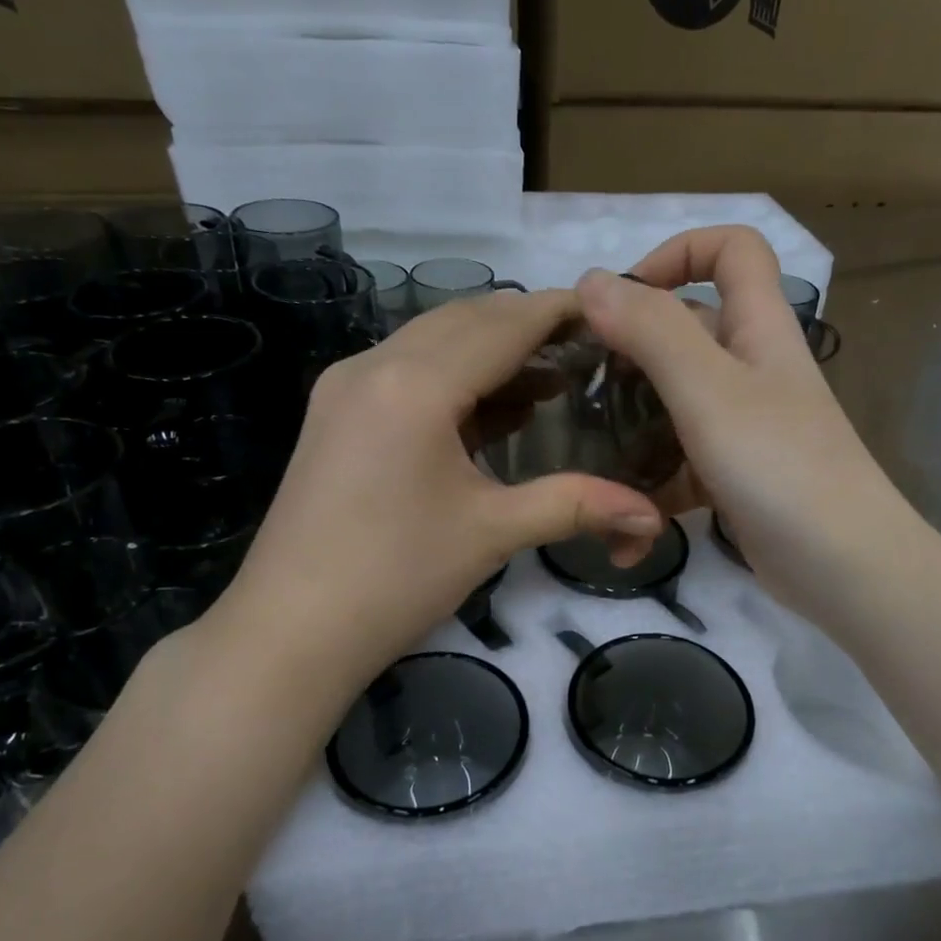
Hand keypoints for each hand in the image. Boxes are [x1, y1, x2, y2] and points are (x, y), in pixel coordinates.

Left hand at [209, 289, 664, 689]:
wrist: (290, 631)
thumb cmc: (395, 578)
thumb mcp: (492, 533)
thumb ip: (576, 506)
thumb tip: (651, 513)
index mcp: (415, 384)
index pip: (503, 325)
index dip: (558, 311)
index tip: (608, 309)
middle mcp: (374, 365)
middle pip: (465, 320)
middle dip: (527, 327)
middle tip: (587, 348)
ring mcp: (345, 387)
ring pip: (431, 342)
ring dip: (489, 350)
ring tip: (549, 378)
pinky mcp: (334, 414)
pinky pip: (404, 371)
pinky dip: (453, 376)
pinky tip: (489, 408)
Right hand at [578, 226, 903, 621]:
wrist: (843, 567)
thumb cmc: (779, 464)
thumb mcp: (709, 389)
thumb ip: (651, 330)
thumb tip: (591, 280)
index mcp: (758, 327)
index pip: (732, 249)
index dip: (679, 252)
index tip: (623, 298)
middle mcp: (751, 368)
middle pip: (685, 332)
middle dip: (628, 353)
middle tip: (579, 388)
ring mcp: (742, 426)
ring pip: (673, 404)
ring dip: (630, 429)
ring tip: (584, 459)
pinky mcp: (732, 476)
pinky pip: (679, 466)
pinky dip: (651, 490)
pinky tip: (623, 529)